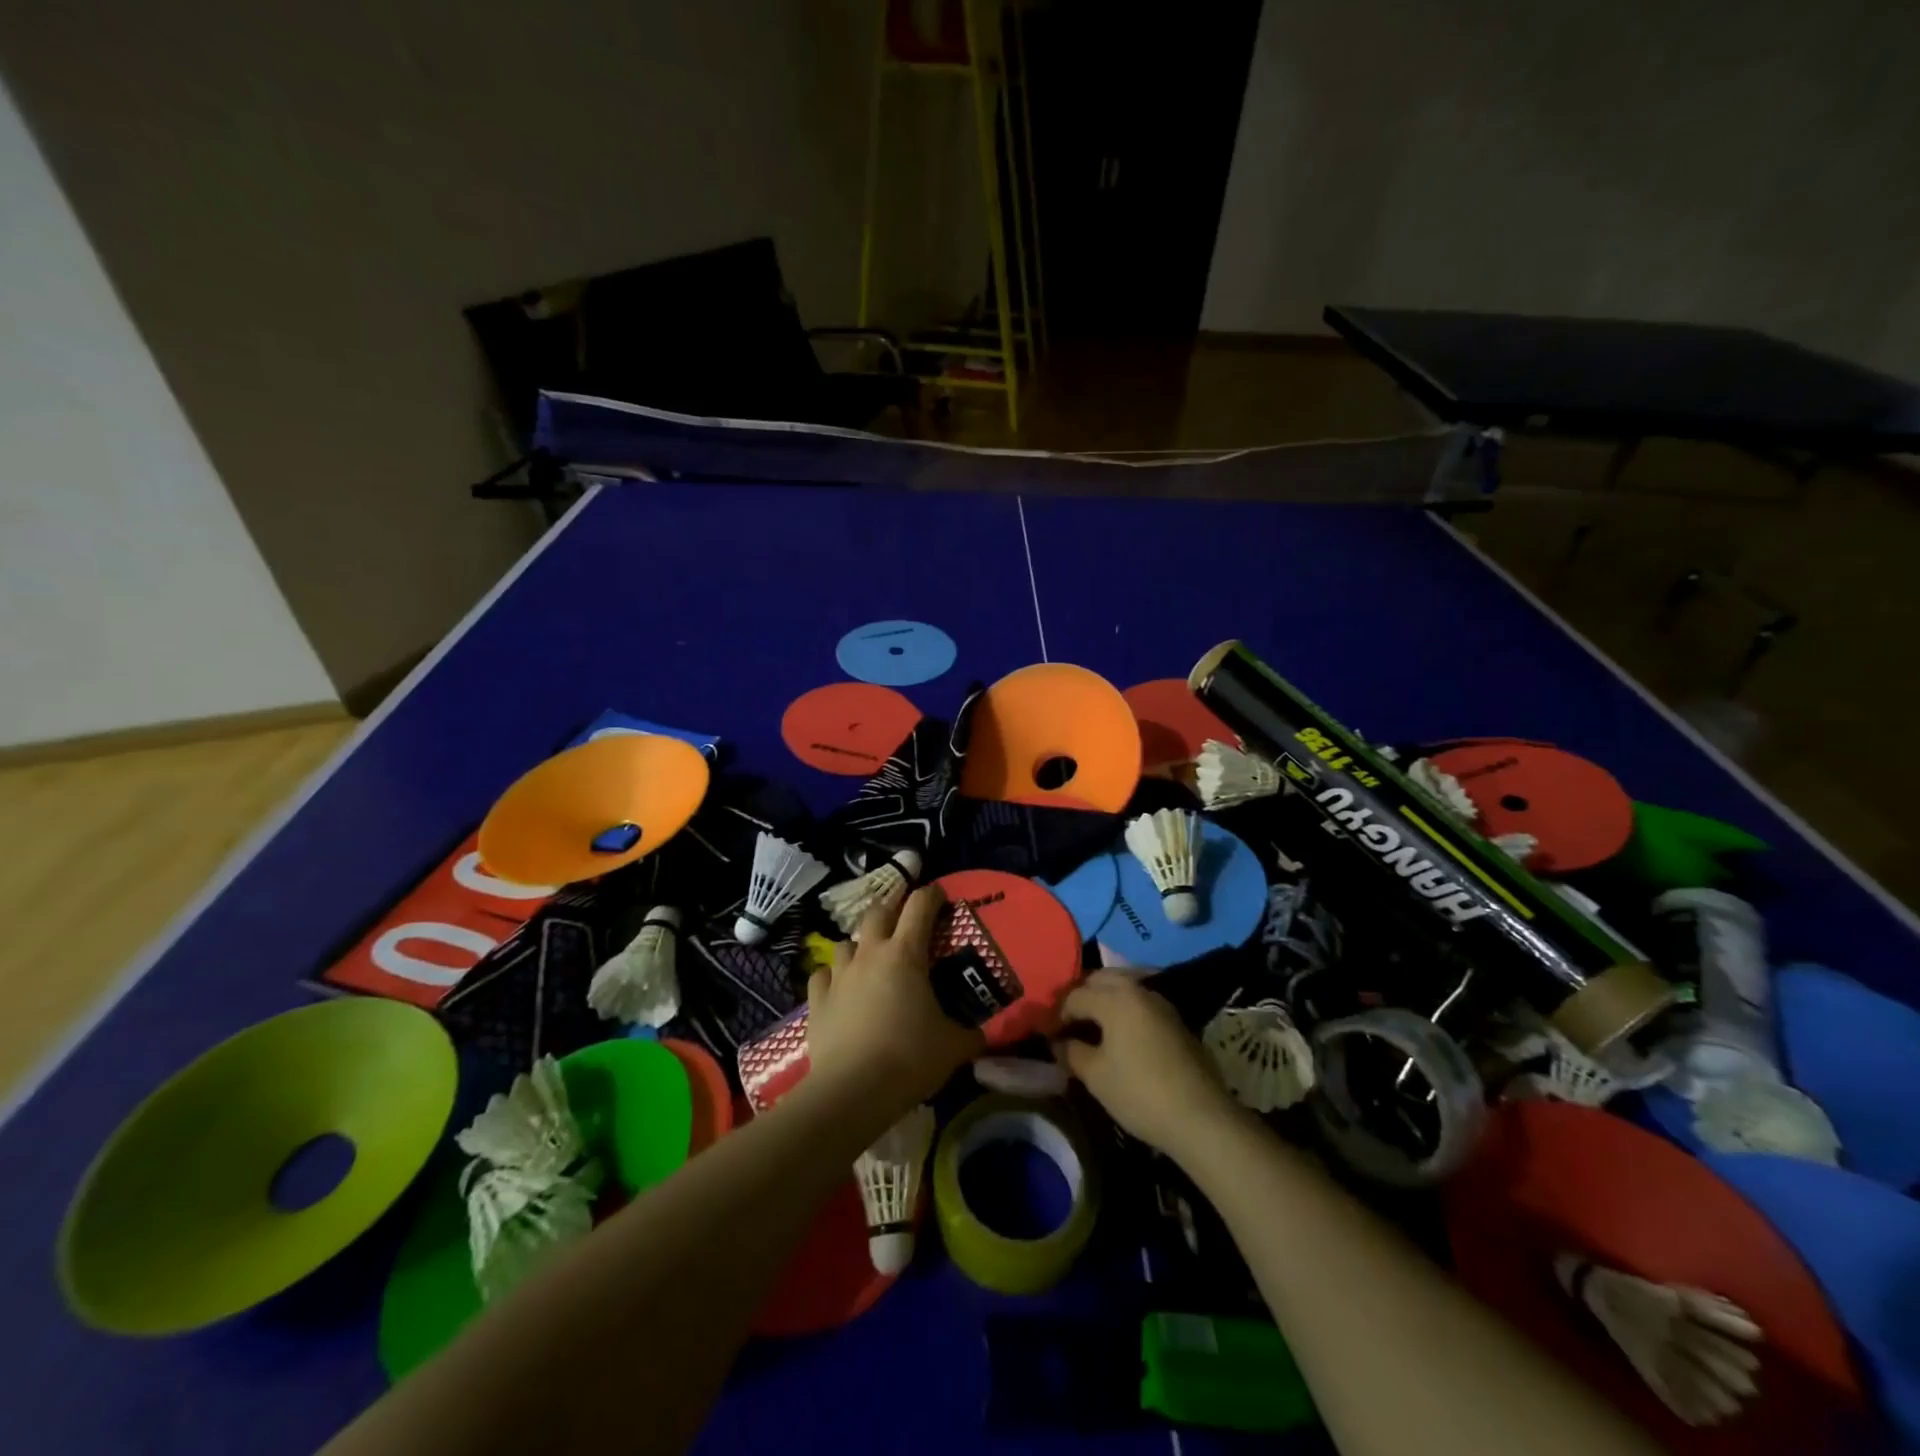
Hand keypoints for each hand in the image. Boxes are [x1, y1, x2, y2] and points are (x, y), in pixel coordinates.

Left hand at [804, 885, 981, 1115]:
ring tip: (871, 959)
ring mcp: (839, 975)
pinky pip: (823, 974)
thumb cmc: (909, 1058)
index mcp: (906, 954)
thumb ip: (970, 1034)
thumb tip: (981, 1035)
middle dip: (893, 910)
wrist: (852, 1091)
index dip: (932, 895)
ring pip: (846, 942)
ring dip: (861, 944)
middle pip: (878, 912)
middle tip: (905, 923)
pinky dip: (833, 976)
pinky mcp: (817, 1000)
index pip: (920, 905)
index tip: (940, 895)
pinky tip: (840, 987)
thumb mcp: (953, 1046)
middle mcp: (870, 954)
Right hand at [1052, 971, 1240, 1158]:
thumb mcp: (1095, 1076)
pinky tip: (1120, 1034)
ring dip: (1104, 1000)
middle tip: (1069, 1023)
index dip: (1057, 1015)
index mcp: (1114, 997)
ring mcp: (1160, 1002)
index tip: (1048, 1035)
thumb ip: (1072, 1051)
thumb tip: (1060, 1042)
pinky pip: (1140, 1003)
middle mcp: (1137, 989)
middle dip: (1081, 996)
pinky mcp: (1176, 1019)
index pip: (1075, 995)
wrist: (1201, 1117)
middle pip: (1100, 980)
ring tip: (1092, 1027)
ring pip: (1123, 987)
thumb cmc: (1139, 1092)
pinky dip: (1124, 1010)